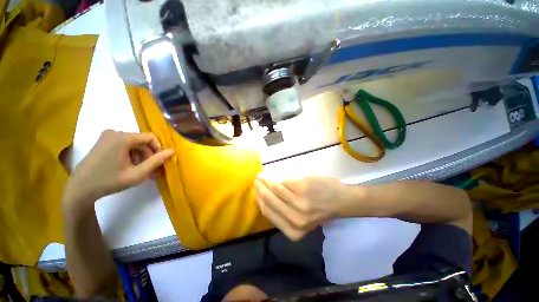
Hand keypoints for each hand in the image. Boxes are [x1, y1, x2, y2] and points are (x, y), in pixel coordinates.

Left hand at [63, 130, 173, 212]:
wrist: (80, 189)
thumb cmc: (109, 182)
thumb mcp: (137, 174)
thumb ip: (156, 161)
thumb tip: (172, 151)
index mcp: (122, 138)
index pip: (150, 137)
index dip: (159, 149)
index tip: (159, 162)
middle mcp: (115, 133)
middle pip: (142, 141)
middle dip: (149, 155)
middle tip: (150, 171)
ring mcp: (107, 136)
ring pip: (134, 144)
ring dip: (141, 157)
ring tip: (139, 171)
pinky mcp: (103, 141)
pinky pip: (125, 145)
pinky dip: (131, 155)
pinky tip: (129, 167)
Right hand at [255, 176, 357, 240]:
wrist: (340, 200)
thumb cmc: (320, 209)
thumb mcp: (301, 219)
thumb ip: (283, 213)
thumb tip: (264, 199)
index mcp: (293, 231)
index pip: (268, 213)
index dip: (259, 201)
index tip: (255, 192)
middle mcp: (294, 220)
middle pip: (269, 202)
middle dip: (259, 190)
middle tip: (255, 181)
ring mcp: (298, 204)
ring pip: (274, 190)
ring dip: (265, 182)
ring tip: (260, 177)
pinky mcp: (301, 189)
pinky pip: (282, 183)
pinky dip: (275, 179)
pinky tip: (270, 176)